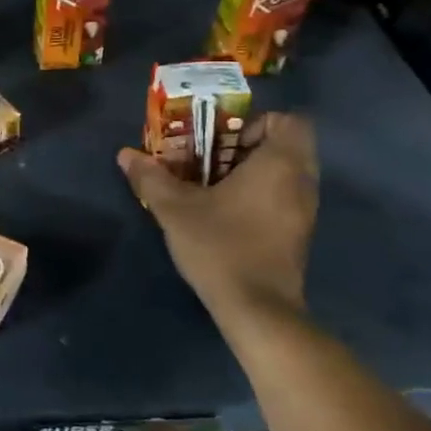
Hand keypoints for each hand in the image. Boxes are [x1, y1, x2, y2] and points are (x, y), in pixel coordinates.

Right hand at [117, 111, 318, 330]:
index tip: (222, 140)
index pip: (289, 120)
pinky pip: (283, 198)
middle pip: (285, 145)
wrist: (257, 310)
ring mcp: (305, 211)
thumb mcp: (175, 209)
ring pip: (284, 174)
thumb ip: (151, 177)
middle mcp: (302, 182)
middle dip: (246, 147)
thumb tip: (125, 154)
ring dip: (252, 173)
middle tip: (209, 160)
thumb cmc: (221, 246)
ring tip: (212, 187)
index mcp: (280, 163)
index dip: (256, 122)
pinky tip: (226, 215)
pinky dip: (260, 196)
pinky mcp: (299, 235)